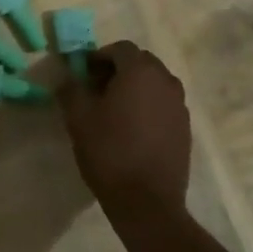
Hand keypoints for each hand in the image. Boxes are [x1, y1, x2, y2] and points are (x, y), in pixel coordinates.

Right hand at [59, 41, 190, 220]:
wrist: (148, 203)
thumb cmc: (110, 152)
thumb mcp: (78, 118)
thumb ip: (71, 89)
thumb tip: (67, 77)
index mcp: (140, 71)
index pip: (120, 48)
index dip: (99, 57)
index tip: (83, 73)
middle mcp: (165, 80)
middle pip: (140, 62)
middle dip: (118, 70)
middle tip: (97, 89)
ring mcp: (179, 105)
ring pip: (154, 83)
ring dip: (135, 87)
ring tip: (115, 110)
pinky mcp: (185, 128)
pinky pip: (164, 104)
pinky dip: (149, 106)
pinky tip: (133, 129)